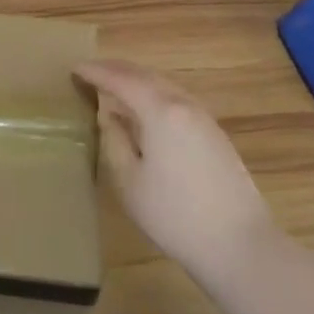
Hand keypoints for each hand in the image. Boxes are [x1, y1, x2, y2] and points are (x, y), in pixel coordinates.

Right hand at [75, 60, 273, 280]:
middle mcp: (184, 105)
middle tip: (91, 71)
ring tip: (114, 87)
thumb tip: (109, 116)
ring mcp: (204, 118)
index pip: (121, 80)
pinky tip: (145, 110)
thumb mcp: (129, 181)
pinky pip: (177, 100)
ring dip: (137, 81)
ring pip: (164, 86)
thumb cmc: (174, 215)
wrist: (239, 245)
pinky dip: (154, 95)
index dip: (96, 72)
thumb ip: (115, 141)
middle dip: (117, 70)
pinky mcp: (215, 134)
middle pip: (146, 76)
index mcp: (160, 111)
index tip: (74, 68)